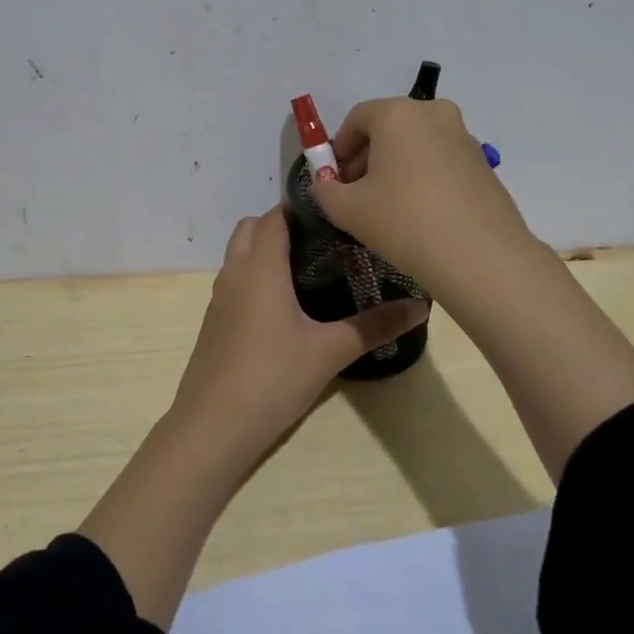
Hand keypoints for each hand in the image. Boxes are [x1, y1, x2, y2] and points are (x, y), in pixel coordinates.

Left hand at [169, 206, 427, 462]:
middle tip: (326, 242)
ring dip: (267, 250)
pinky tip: (286, 305)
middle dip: (284, 225)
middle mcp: (235, 271)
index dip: (304, 208)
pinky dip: (257, 275)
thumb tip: (421, 306)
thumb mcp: (329, 351)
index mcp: (260, 266)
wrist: (212, 425)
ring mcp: (220, 296)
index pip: (276, 215)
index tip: (338, 215)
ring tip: (312, 269)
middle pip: (253, 227)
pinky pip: (236, 279)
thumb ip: (375, 326)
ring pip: (240, 253)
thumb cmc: (272, 377)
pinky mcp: (215, 320)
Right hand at [309, 96, 534, 303]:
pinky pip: (440, 160)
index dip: (339, 148)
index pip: (357, 118)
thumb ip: (324, 190)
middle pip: (388, 127)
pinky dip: (422, 177)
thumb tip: (325, 184)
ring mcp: (464, 136)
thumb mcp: (347, 209)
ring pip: (415, 144)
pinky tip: (419, 214)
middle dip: (367, 157)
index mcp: (398, 113)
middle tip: (356, 195)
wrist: (481, 257)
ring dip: (395, 167)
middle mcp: (433, 113)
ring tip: (388, 208)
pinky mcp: (483, 163)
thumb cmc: (404, 222)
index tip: (334, 180)